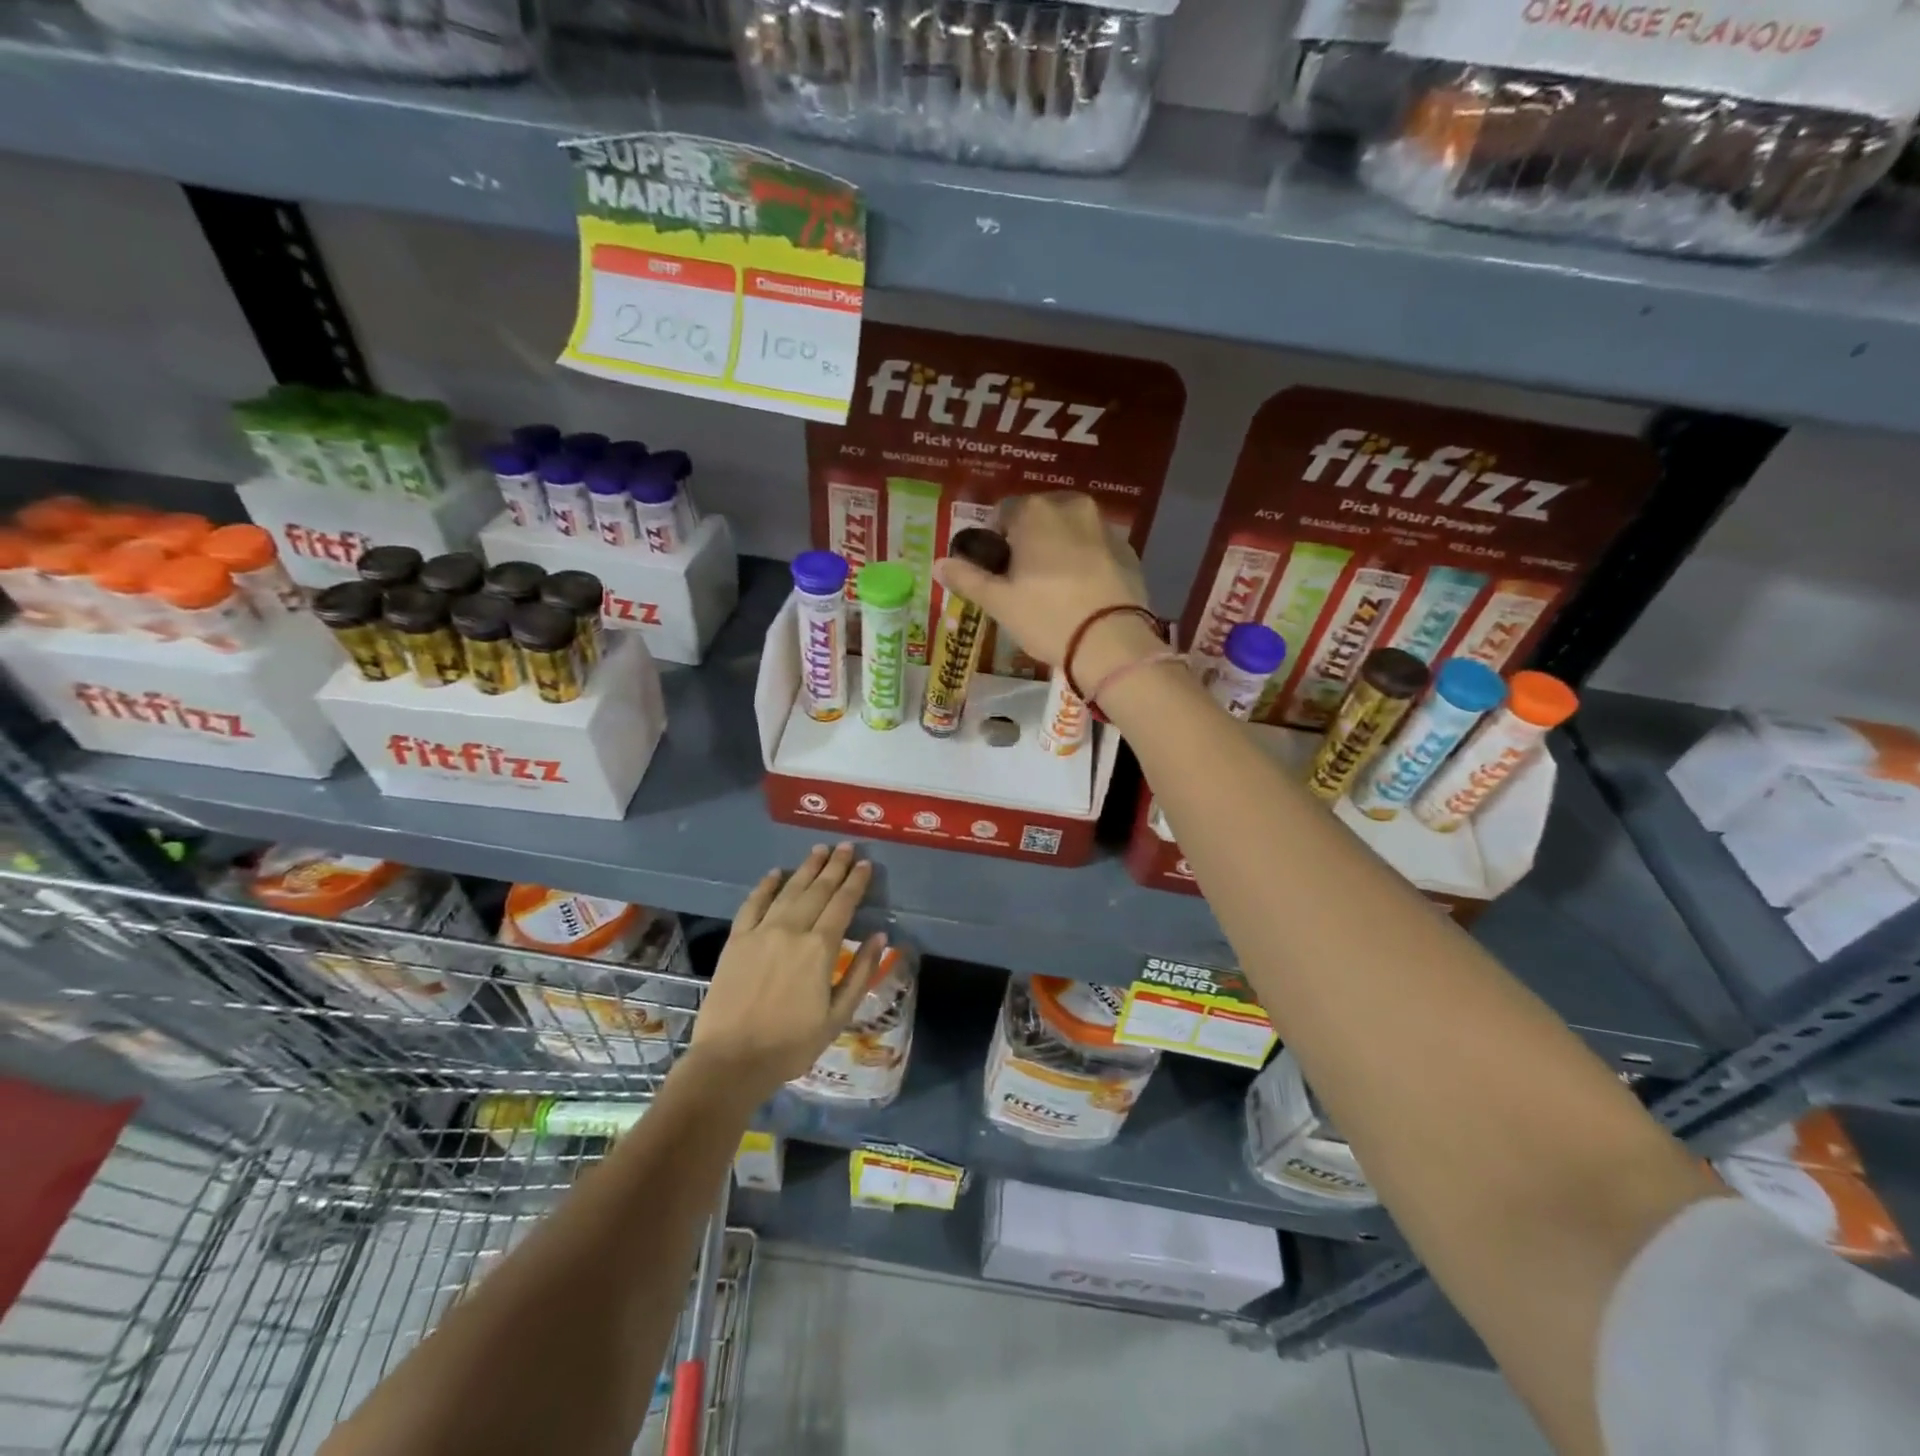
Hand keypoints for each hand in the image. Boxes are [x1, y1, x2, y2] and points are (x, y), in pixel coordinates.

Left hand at [687, 843, 887, 1100]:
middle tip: (846, 847)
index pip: (843, 904)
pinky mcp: (736, 940)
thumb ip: (860, 973)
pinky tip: (776, 873)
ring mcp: (761, 932)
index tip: (865, 864)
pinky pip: (753, 904)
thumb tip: (879, 937)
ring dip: (806, 868)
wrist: (731, 1061)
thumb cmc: (791, 1044)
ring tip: (819, 850)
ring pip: (789, 890)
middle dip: (835, 866)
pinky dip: (766, 886)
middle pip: (818, 890)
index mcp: (820, 948)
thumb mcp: (838, 1016)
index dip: (856, 882)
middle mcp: (792, 930)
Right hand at [934, 492, 1148, 671]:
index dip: (996, 540)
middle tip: (1024, 581)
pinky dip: (1087, 561)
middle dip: (1029, 541)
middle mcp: (1072, 506)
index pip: (1003, 512)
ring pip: (1071, 531)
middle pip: (1040, 518)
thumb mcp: (999, 603)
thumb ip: (967, 578)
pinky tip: (1083, 593)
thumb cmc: (1047, 618)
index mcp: (1035, 512)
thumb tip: (939, 564)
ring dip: (1059, 548)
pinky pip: (1096, 548)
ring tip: (1055, 588)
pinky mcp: (1129, 550)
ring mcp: (1105, 526)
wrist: (1112, 643)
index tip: (997, 570)